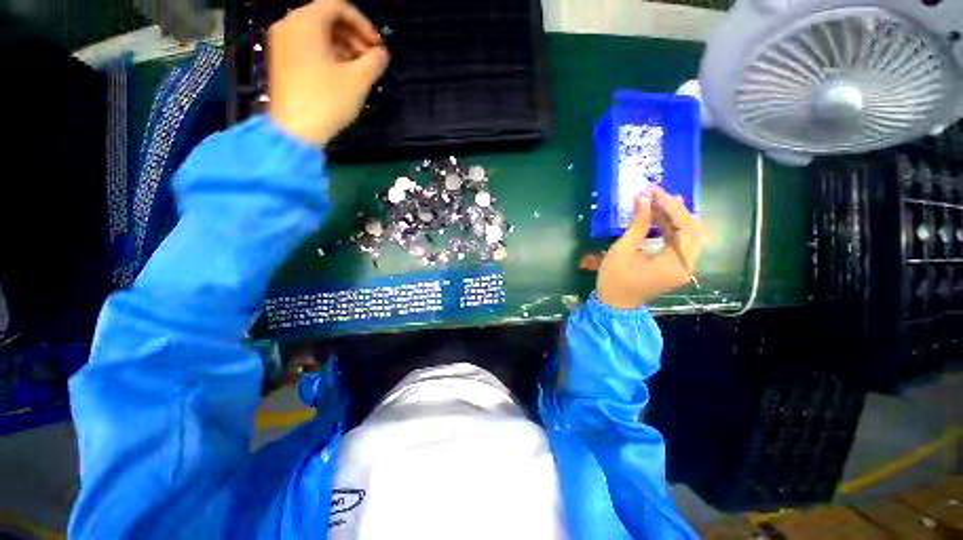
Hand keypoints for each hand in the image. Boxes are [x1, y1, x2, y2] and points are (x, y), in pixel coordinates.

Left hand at [267, 0, 388, 145]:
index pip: (338, 6)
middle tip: (370, 60)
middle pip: (326, 19)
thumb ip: (374, 61)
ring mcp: (282, 43)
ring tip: (359, 71)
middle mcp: (290, 25)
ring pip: (317, 34)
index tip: (377, 46)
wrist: (295, 130)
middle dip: (353, 37)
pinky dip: (327, 55)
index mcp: (306, 21)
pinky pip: (307, 47)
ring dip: (342, 47)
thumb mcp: (358, 80)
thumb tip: (382, 54)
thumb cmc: (327, 100)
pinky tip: (341, 76)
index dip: (363, 24)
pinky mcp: (281, 61)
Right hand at [596, 187, 703, 309]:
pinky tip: (661, 218)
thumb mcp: (623, 250)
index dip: (673, 208)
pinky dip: (671, 229)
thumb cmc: (615, 278)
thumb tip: (644, 198)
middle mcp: (687, 265)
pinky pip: (680, 244)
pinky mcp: (675, 267)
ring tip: (660, 201)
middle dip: (677, 211)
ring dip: (675, 218)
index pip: (687, 228)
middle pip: (693, 231)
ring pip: (689, 236)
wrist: (614, 304)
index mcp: (676, 263)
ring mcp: (683, 267)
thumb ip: (638, 224)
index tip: (657, 193)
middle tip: (660, 195)